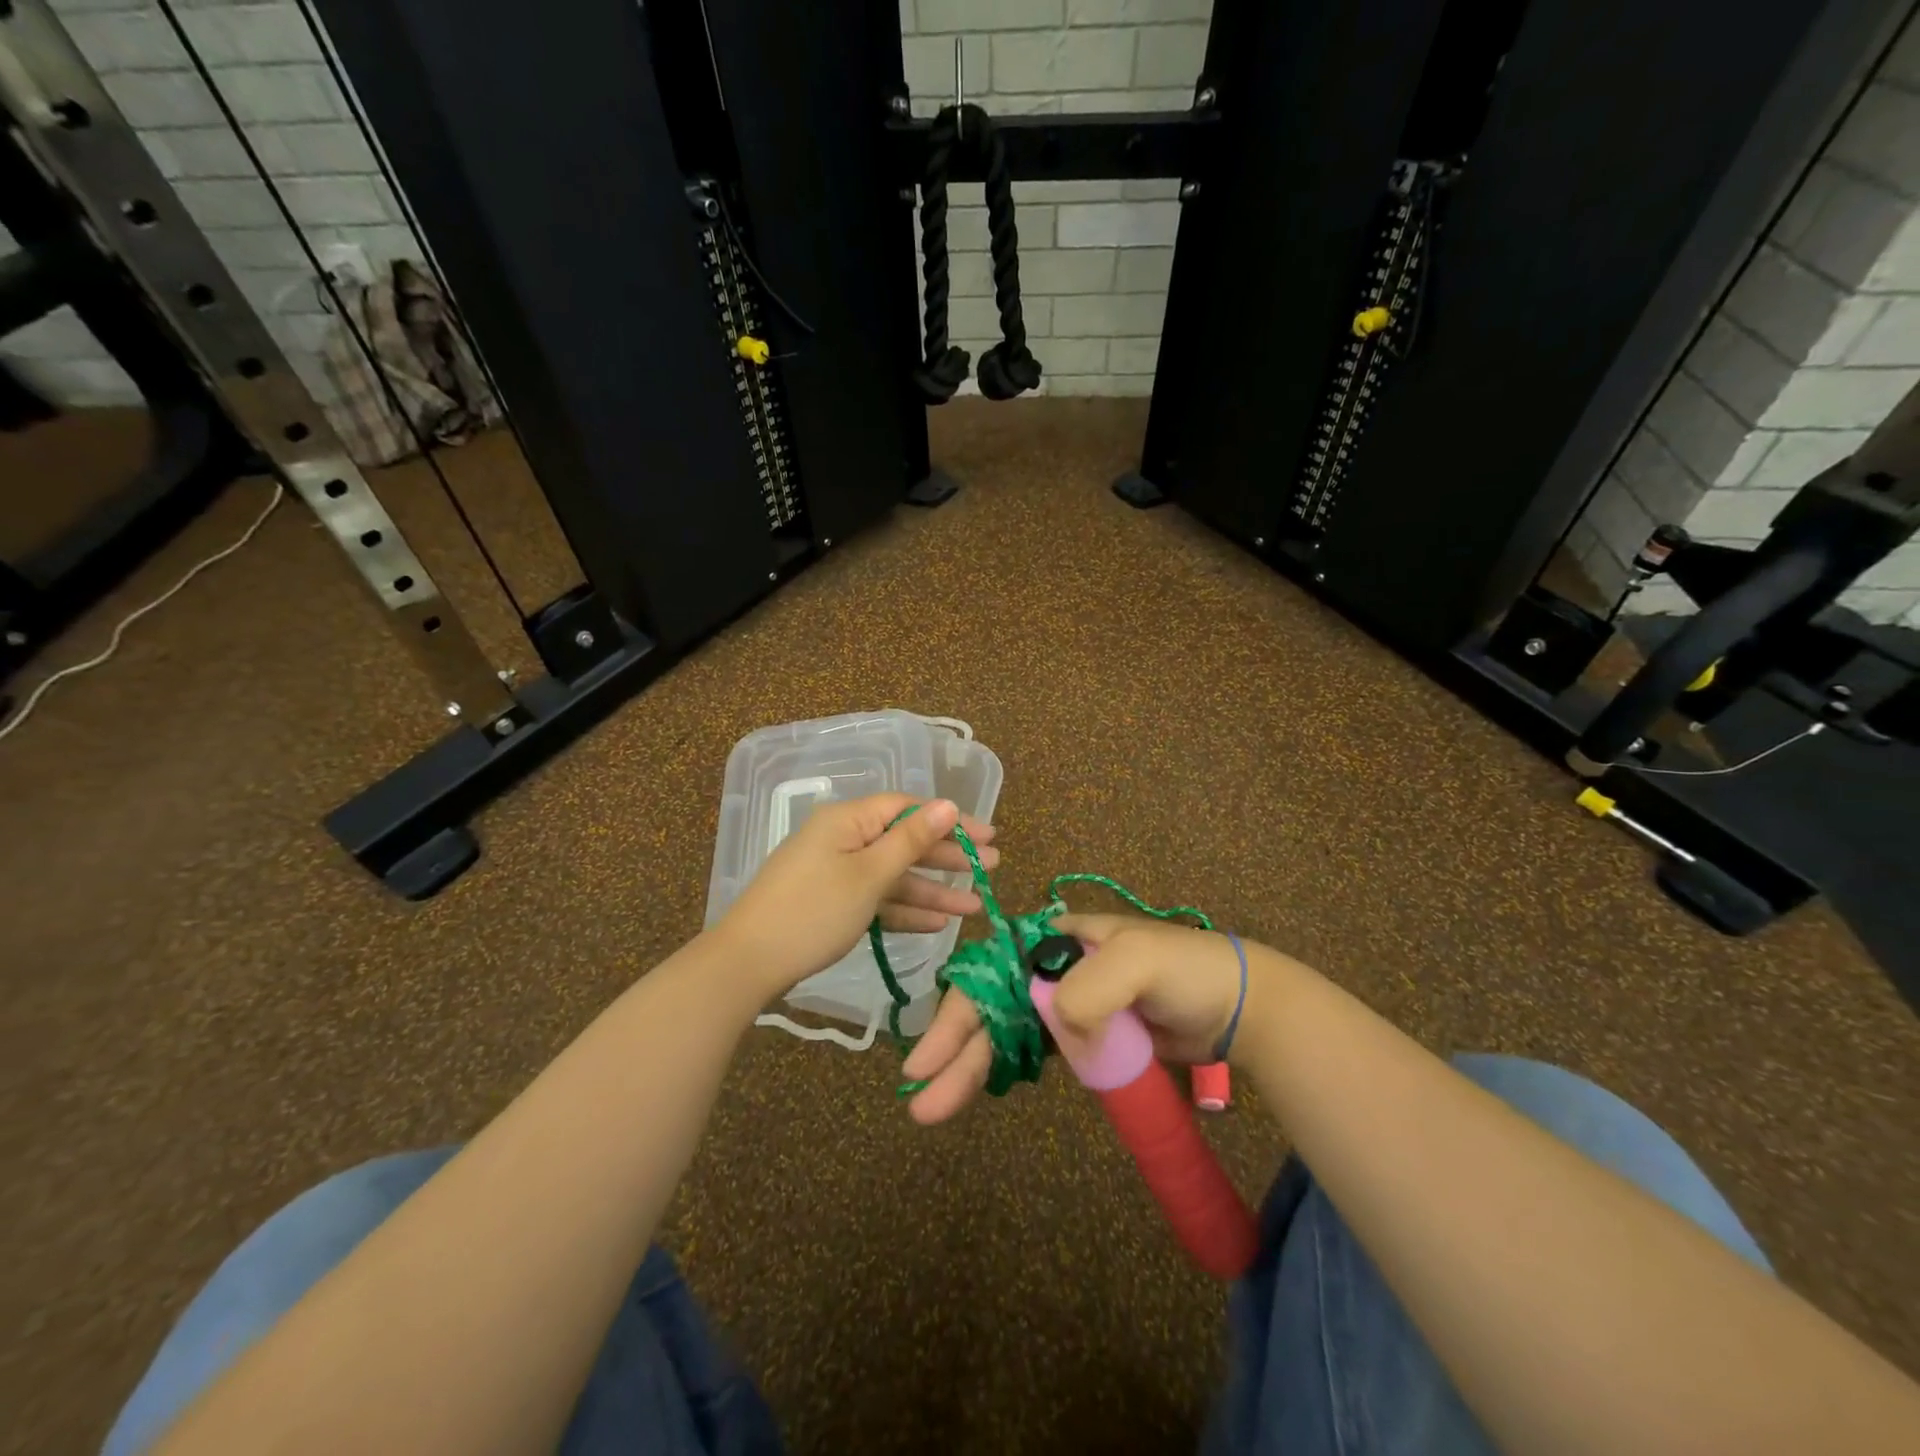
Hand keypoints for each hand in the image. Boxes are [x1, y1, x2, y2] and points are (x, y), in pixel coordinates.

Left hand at [713, 794, 997, 998]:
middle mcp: (843, 839)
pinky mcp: (831, 903)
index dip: (951, 820)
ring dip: (932, 890)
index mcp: (849, 820)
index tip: (988, 836)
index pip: (909, 809)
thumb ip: (911, 840)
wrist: (748, 963)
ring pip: (893, 875)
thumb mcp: (869, 875)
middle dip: (948, 857)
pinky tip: (937, 924)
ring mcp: (836, 872)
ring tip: (974, 906)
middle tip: (991, 868)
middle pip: (904, 841)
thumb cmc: (814, 911)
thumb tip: (947, 804)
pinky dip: (904, 910)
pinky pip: (876, 898)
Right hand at [901, 913, 1255, 1123]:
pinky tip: (979, 1088)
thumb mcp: (1136, 962)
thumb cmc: (1184, 970)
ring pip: (1005, 1033)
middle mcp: (1050, 968)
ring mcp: (1066, 1005)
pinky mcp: (1084, 1037)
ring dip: (970, 1067)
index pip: (990, 972)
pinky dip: (1003, 1068)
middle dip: (954, 1051)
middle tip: (920, 1102)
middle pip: (989, 1007)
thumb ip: (1089, 989)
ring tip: (935, 1107)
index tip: (928, 1057)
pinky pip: (1034, 1051)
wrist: (1236, 1006)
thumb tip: (1056, 1028)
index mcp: (1054, 940)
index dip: (956, 1012)